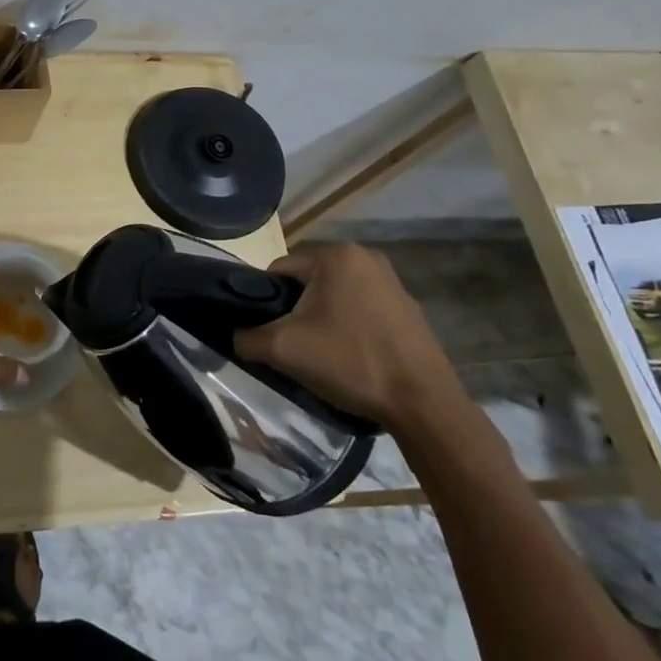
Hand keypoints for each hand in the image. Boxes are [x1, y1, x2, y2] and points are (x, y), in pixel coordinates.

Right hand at [233, 244, 466, 433]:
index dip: (265, 302)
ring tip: (323, 357)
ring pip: (335, 298)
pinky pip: (362, 312)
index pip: (279, 271)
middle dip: (296, 312)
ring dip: (323, 321)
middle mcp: (366, 257)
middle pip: (308, 283)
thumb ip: (247, 337)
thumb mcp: (283, 349)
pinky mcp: (409, 310)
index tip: (269, 333)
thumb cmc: (350, 362)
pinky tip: (353, 360)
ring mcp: (393, 283)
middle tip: (295, 348)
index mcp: (336, 255)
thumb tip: (236, 337)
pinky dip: (350, 330)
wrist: (423, 404)